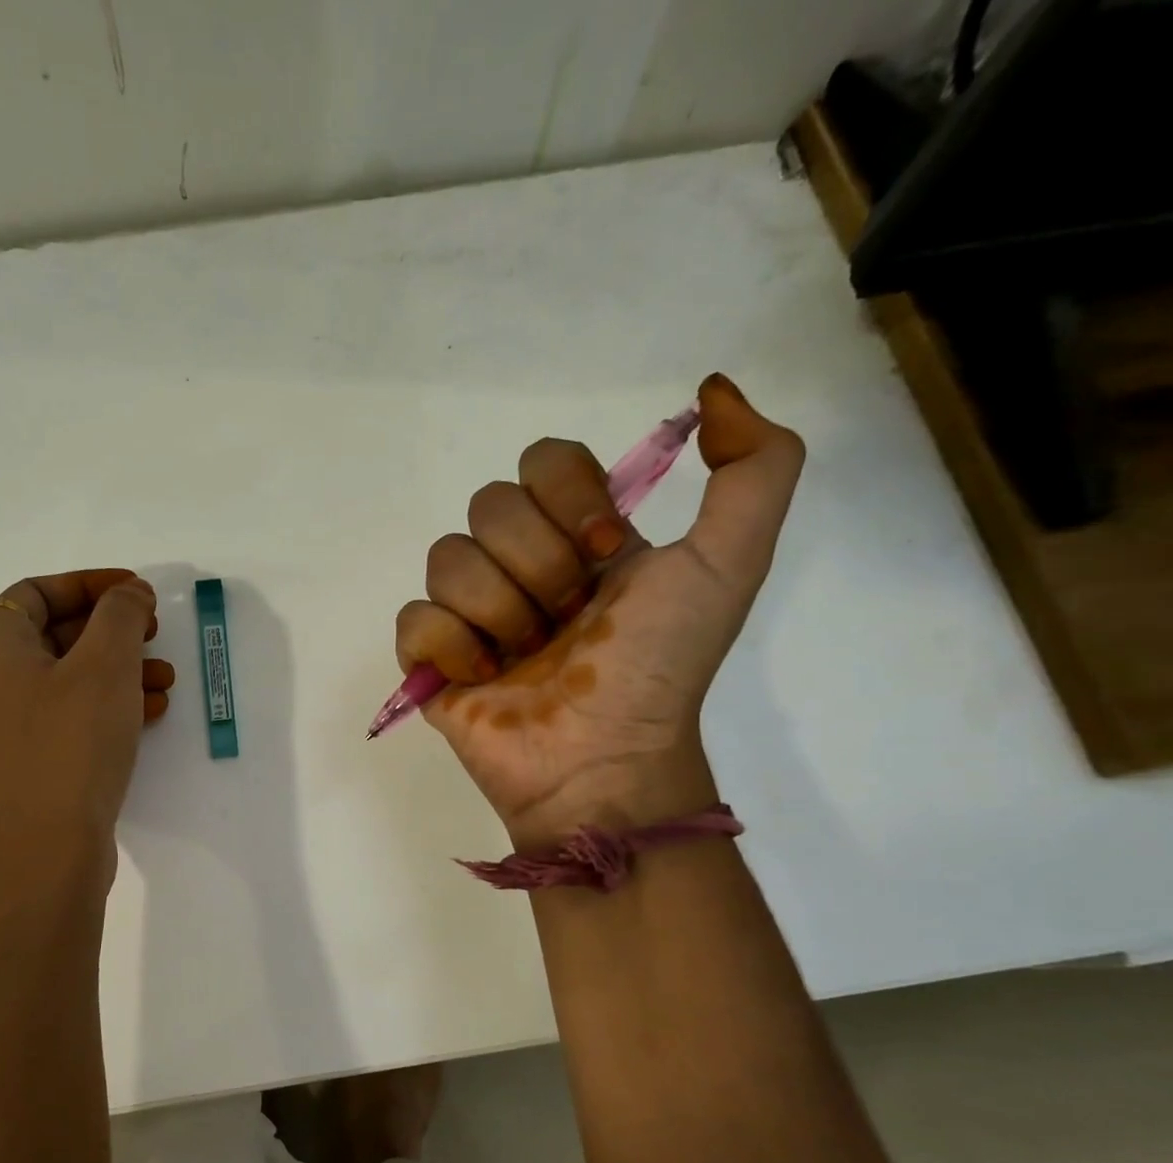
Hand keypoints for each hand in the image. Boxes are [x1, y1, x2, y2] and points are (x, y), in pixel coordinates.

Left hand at [0, 569, 174, 882]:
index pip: (34, 592)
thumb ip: (121, 615)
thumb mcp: (104, 666)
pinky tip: (151, 714)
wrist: (48, 853)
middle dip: (112, 629)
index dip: (88, 583)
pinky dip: (112, 706)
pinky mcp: (35, 762)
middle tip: (155, 632)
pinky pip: (74, 716)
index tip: (135, 590)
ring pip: (71, 679)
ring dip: (120, 669)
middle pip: (55, 634)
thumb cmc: (72, 745)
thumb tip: (130, 592)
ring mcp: (12, 728)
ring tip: (166, 679)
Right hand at [394, 374, 803, 846]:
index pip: (543, 461)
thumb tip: (712, 391)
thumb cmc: (658, 668)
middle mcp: (520, 565)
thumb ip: (758, 468)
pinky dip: (452, 647)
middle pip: (489, 505)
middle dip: (536, 565)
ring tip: (526, 659)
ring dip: (498, 611)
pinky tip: (484, 678)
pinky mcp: (431, 659)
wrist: (602, 760)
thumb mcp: (729, 564)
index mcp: (578, 538)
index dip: (568, 497)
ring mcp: (471, 613)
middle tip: (567, 621)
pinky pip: (414, 618)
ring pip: (446, 558)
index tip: (603, 553)